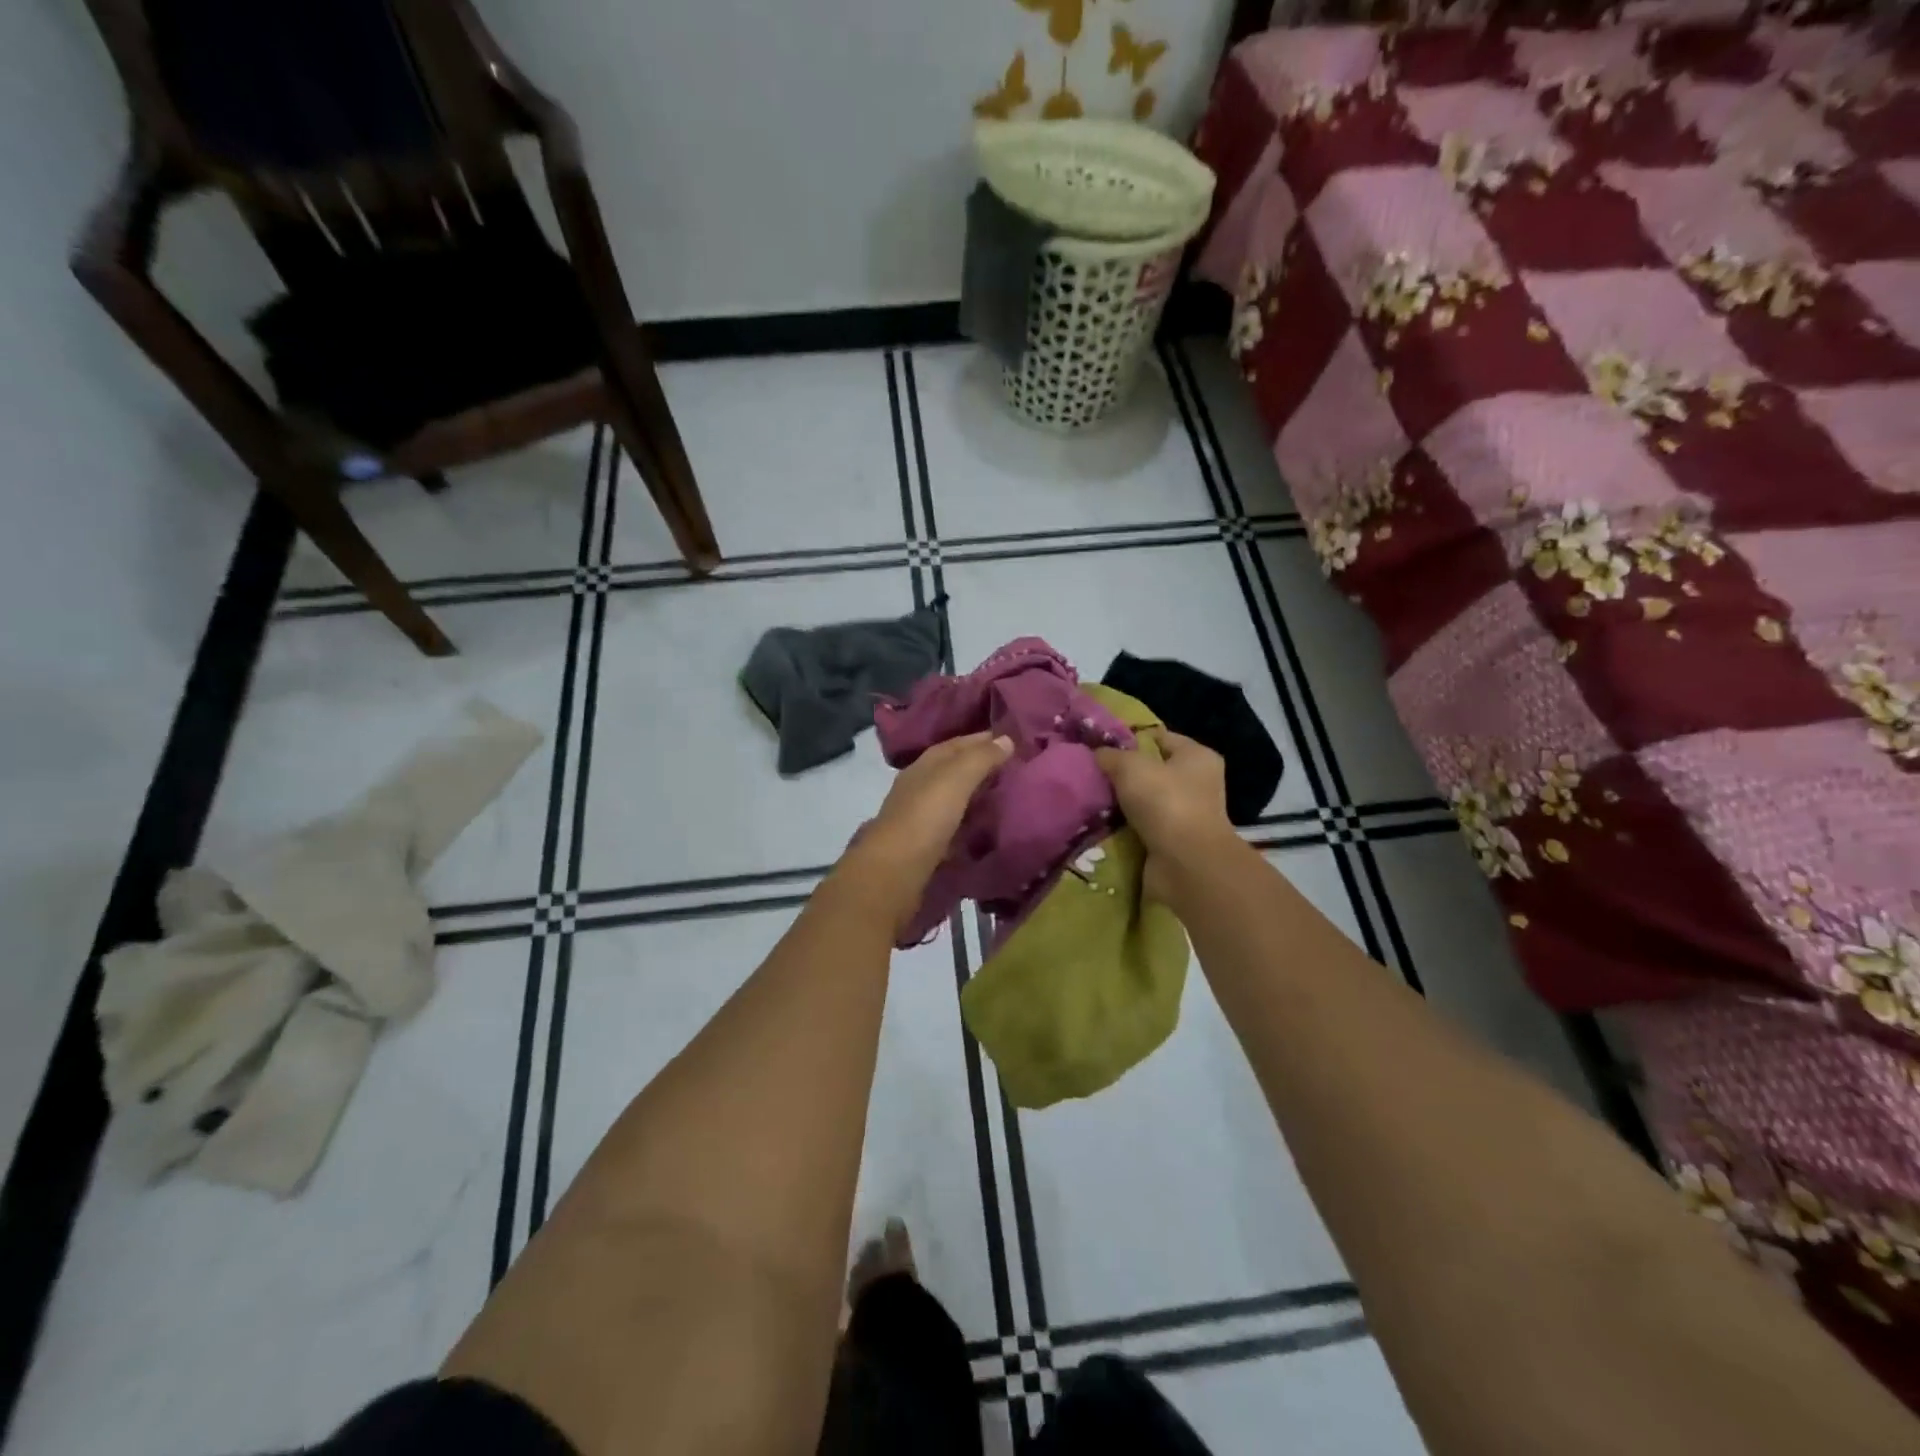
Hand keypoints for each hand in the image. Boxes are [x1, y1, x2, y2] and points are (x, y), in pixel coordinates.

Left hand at [839, 732, 1013, 935]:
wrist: (894, 872)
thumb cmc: (925, 818)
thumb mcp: (956, 779)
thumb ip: (980, 758)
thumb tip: (1006, 739)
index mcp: (923, 766)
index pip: (955, 744)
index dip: (982, 739)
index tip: (1012, 739)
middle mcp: (917, 787)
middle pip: (952, 770)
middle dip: (979, 765)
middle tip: (1015, 767)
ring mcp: (918, 818)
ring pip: (951, 798)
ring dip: (974, 794)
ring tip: (1006, 795)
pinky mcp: (923, 846)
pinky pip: (952, 825)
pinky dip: (969, 821)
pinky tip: (986, 826)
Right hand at [1094, 730, 1234, 902]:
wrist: (1185, 864)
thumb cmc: (1165, 802)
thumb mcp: (1131, 766)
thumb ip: (1112, 755)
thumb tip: (1098, 754)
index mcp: (1197, 756)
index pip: (1159, 738)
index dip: (1129, 739)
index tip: (1098, 745)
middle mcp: (1197, 783)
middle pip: (1151, 771)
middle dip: (1121, 774)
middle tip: (1090, 773)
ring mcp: (1187, 815)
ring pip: (1144, 801)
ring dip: (1121, 803)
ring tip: (1090, 798)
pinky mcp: (1173, 842)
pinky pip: (1142, 827)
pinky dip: (1124, 828)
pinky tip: (1101, 823)